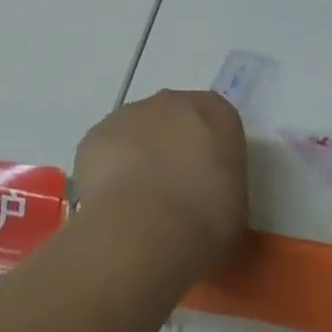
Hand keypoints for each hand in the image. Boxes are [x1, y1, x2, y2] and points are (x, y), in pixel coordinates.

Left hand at [73, 89, 247, 275]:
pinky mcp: (96, 133)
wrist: (144, 230)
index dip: (210, 152)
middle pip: (174, 118)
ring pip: (136, 131)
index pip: (217, 121)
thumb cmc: (205, 222)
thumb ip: (221, 186)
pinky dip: (108, 171)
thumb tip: (205, 195)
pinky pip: (106, 149)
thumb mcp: (235, 209)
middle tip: (173, 194)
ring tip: (138, 205)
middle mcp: (173, 102)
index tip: (206, 183)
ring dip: (138, 157)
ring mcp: (130, 113)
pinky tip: (112, 204)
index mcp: (216, 113)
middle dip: (172, 148)